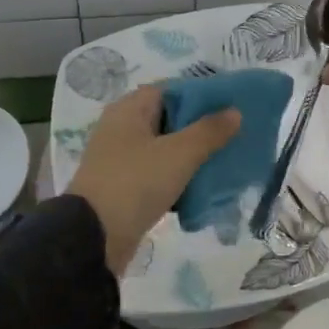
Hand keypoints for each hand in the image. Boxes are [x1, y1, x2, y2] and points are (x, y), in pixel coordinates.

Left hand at [66, 85, 240, 274]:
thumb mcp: (179, 154)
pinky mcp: (122, 187)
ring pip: (164, 149)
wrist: (93, 237)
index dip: (201, 96)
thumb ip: (209, 131)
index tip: (230, 108)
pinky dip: (177, 178)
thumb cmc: (135, 183)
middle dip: (200, 128)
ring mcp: (120, 159)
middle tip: (232, 137)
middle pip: (168, 119)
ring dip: (190, 156)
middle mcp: (121, 128)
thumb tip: (235, 111)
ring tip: (223, 163)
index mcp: (129, 110)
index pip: (170, 90)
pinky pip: (156, 174)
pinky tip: (201, 189)